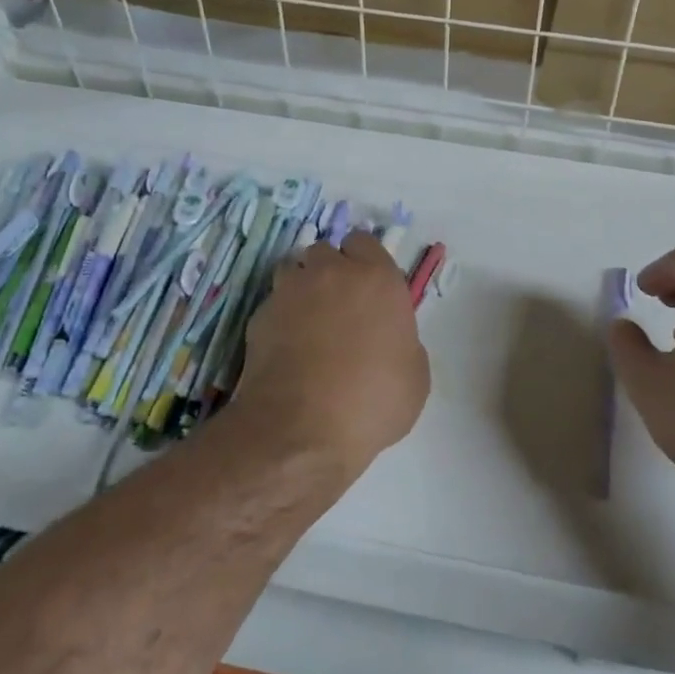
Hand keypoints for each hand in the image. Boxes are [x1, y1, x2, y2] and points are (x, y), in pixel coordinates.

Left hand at [232, 231, 430, 480]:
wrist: (302, 431)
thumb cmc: (372, 402)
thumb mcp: (415, 376)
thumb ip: (404, 341)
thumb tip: (389, 340)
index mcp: (377, 278)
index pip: (365, 242)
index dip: (365, 263)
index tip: (367, 290)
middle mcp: (332, 273)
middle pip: (326, 252)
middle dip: (331, 271)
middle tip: (338, 307)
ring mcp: (290, 291)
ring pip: (293, 270)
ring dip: (301, 287)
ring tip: (307, 323)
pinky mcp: (259, 316)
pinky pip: (273, 303)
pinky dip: (279, 318)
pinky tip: (286, 349)